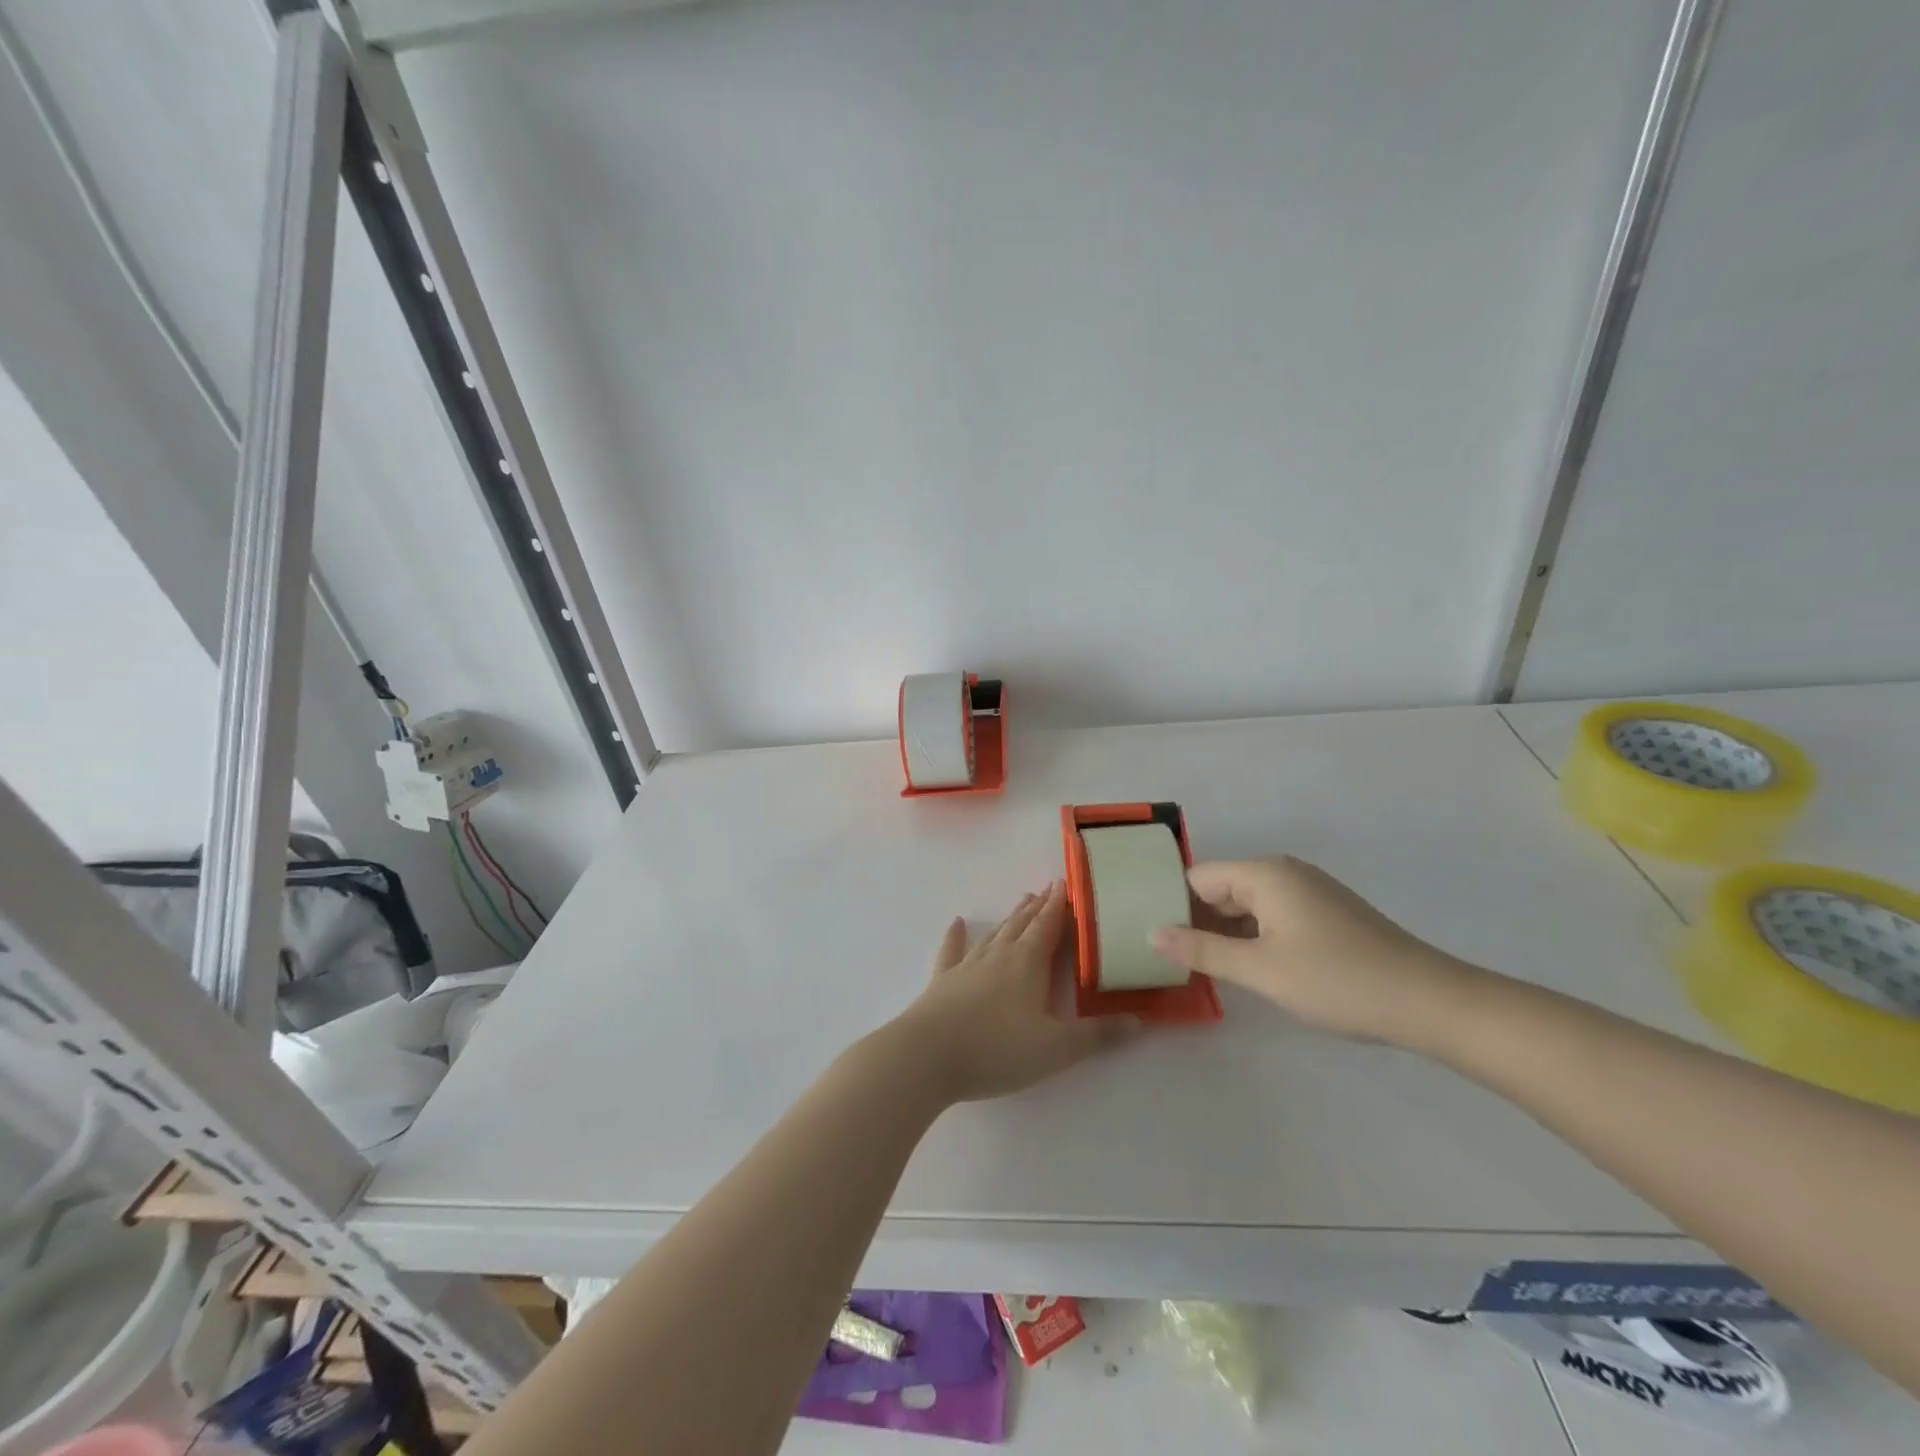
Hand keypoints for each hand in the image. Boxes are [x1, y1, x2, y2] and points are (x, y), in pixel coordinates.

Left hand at [890, 881, 1138, 1103]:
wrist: (926, 1056)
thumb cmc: (996, 1049)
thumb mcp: (1056, 1049)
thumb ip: (1097, 1036)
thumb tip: (1137, 1020)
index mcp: (1027, 964)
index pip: (1049, 926)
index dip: (1060, 906)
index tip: (1067, 883)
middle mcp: (998, 956)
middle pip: (1022, 925)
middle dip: (1038, 907)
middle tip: (1048, 889)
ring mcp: (967, 967)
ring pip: (994, 934)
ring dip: (1009, 918)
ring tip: (1021, 902)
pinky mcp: (942, 982)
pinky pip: (951, 951)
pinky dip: (955, 936)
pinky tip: (956, 923)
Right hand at [1149, 857, 1465, 1043]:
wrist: (1429, 1002)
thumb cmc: (1337, 981)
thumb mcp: (1260, 970)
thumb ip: (1201, 951)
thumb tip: (1152, 933)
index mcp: (1265, 874)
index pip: (1198, 878)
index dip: (1172, 906)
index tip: (1153, 938)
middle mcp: (1285, 872)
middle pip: (1221, 888)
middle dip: (1196, 919)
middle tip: (1170, 959)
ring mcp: (1309, 892)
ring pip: (1247, 904)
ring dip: (1225, 932)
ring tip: (1200, 966)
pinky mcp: (1326, 913)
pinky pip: (1272, 915)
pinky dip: (1253, 936)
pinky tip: (1247, 966)